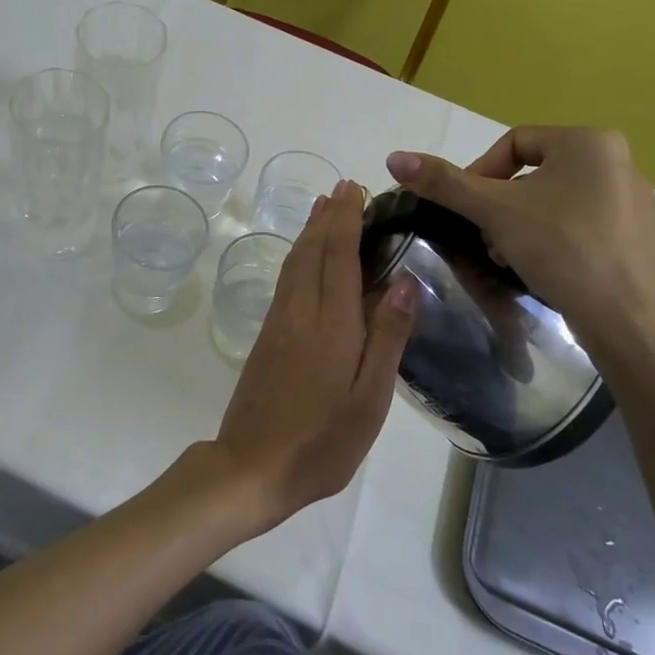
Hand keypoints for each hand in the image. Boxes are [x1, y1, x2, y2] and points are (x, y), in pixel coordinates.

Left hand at [213, 182, 416, 532]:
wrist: (251, 466)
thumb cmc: (322, 441)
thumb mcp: (369, 399)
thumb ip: (386, 338)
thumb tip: (403, 281)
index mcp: (330, 323)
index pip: (337, 255)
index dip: (346, 219)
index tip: (354, 189)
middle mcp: (299, 312)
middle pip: (311, 250)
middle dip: (328, 216)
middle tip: (343, 188)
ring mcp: (277, 323)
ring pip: (294, 263)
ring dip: (310, 231)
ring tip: (324, 210)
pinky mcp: (266, 337)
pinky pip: (286, 281)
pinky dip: (298, 256)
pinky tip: (306, 260)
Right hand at [385, 126, 654, 348]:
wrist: (624, 319)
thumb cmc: (558, 248)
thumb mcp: (492, 211)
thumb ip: (443, 182)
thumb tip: (394, 157)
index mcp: (589, 143)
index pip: (516, 143)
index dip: (481, 172)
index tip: (469, 209)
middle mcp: (624, 163)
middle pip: (540, 175)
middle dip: (506, 205)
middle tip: (489, 238)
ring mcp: (645, 205)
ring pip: (568, 203)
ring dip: (533, 224)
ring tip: (518, 258)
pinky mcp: (652, 242)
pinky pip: (598, 232)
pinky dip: (572, 244)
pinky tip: (559, 271)